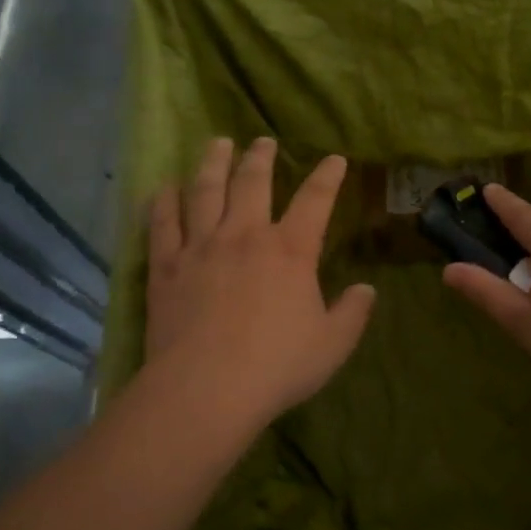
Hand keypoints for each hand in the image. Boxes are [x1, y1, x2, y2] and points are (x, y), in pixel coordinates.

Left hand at [144, 137, 375, 428]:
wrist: (206, 388)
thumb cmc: (276, 366)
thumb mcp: (332, 345)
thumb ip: (353, 313)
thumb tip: (367, 289)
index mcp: (290, 250)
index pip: (315, 200)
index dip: (327, 176)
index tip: (334, 159)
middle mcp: (245, 236)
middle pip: (252, 183)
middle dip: (260, 157)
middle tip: (261, 141)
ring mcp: (201, 247)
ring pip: (205, 192)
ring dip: (212, 164)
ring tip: (216, 144)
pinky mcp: (167, 267)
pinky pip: (163, 224)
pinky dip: (163, 202)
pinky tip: (164, 187)